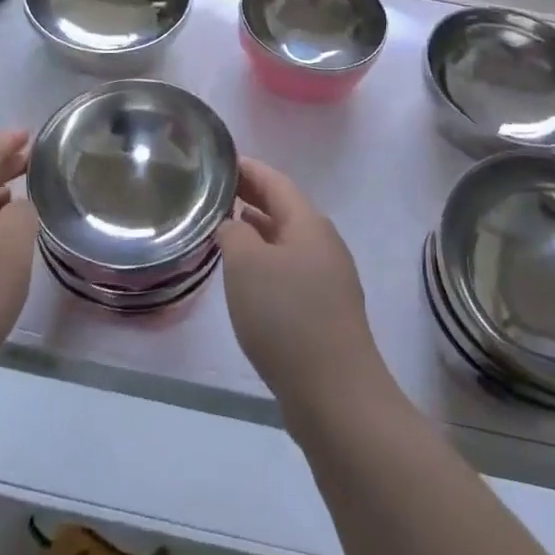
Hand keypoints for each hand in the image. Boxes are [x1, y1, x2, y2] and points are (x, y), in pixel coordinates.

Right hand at [219, 157, 385, 414]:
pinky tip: (248, 276)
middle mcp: (324, 244)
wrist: (335, 394)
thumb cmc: (286, 317)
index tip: (221, 160)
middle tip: (218, 190)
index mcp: (309, 224)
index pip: (276, 182)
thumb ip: (234, 232)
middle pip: (285, 209)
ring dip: (259, 229)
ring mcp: (329, 279)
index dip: (248, 169)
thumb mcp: (246, 264)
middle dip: (253, 197)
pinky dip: (267, 259)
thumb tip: (233, 224)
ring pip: (288, 240)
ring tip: (226, 227)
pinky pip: (291, 269)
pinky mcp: (326, 310)